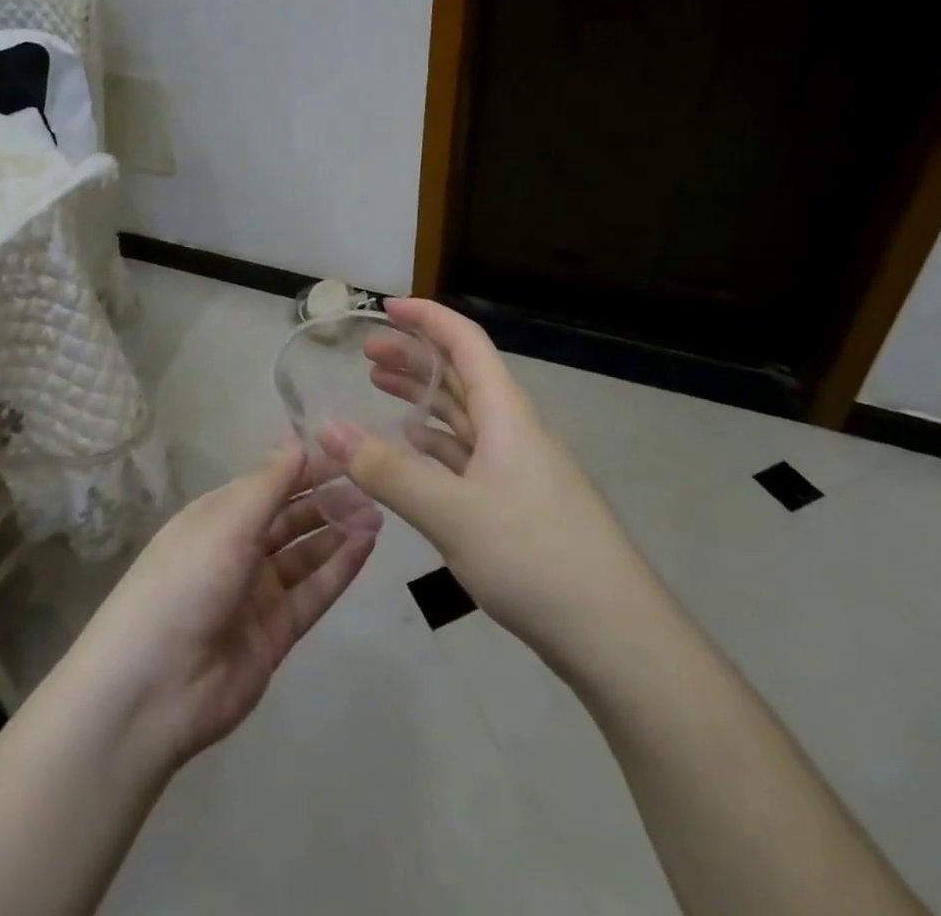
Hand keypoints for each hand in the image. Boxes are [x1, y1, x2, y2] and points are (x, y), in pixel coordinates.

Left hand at [67, 444, 378, 771]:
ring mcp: (257, 593)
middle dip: (327, 500)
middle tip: (370, 487)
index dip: (305, 469)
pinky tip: (366, 546)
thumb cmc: (185, 583)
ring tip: (377, 514)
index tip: (346, 455)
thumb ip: (268, 483)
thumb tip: (295, 439)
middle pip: (290, 518)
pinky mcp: (275, 633)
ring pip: (306, 554)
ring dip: (338, 532)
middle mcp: (237, 550)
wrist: (152, 690)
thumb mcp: (226, 522)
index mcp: (217, 517)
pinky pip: (313, 593)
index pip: (269, 484)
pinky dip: (339, 569)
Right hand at [320, 299, 642, 680]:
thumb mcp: (451, 511)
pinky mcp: (515, 502)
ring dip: (423, 397)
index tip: (386, 307)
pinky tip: (412, 447)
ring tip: (379, 388)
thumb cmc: (533, 555)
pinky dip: (435, 442)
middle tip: (366, 353)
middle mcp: (512, 429)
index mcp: (505, 413)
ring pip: (462, 415)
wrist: (613, 632)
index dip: (427, 318)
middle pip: (460, 375)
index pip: (465, 342)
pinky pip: (467, 454)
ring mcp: (517, 467)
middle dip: (414, 356)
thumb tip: (326, 428)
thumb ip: (387, 471)